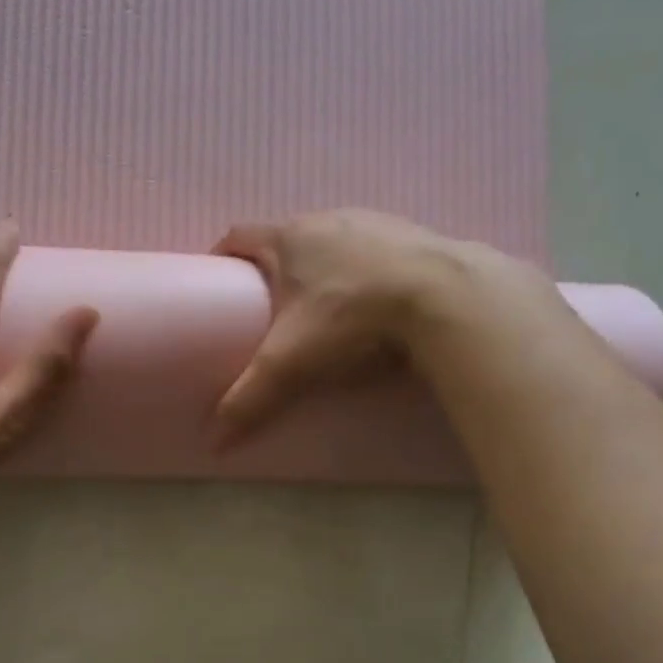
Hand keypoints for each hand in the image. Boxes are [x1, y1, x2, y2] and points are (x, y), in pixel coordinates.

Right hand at [211, 209, 548, 439]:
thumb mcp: (291, 363)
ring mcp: (375, 224)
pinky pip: (375, 253)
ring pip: (333, 243)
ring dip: (321, 268)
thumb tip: (215, 443)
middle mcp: (329, 219)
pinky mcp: (414, 237)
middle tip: (268, 308)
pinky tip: (373, 304)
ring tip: (321, 309)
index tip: (217, 283)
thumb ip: (250, 399)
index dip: (222, 257)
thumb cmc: (351, 318)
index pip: (238, 236)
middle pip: (287, 238)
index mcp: (289, 237)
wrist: (447, 298)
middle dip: (273, 268)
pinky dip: (364, 273)